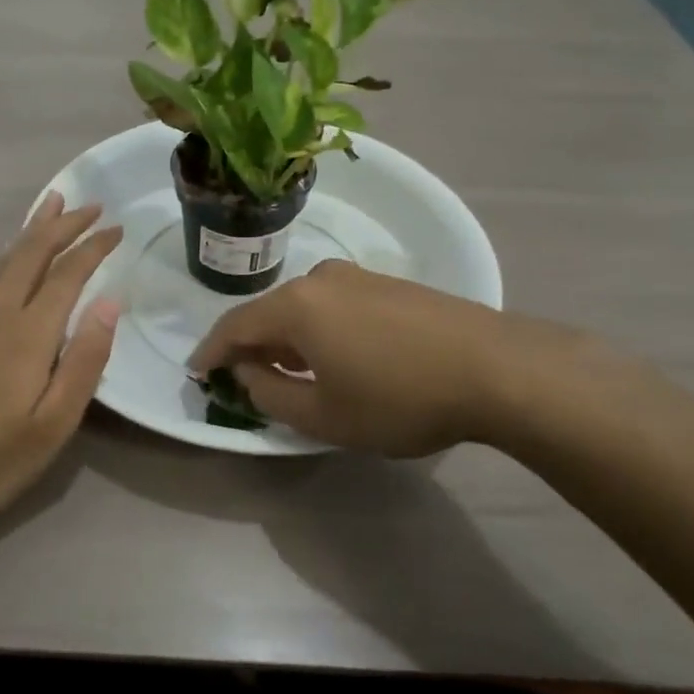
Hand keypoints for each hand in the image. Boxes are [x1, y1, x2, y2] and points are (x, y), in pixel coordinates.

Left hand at [0, 192, 121, 533]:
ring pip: (7, 259)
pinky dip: (13, 252)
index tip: (117, 228)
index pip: (67, 273)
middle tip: (93, 204)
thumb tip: (110, 301)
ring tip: (54, 205)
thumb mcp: (52, 425)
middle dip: (64, 224)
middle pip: (32, 252)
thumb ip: (85, 360)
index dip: (93, 247)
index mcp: (27, 333)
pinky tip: (16, 256)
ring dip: (35, 229)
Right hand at [188, 260, 635, 456]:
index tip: (197, 371)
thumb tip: (248, 374)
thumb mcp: (326, 415)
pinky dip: (318, 329)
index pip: (235, 326)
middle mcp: (320, 280)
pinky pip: (333, 305)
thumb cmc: (400, 397)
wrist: (495, 368)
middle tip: (245, 379)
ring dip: (287, 338)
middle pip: (268, 312)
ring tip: (291, 372)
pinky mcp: (388, 284)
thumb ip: (272, 395)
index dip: (212, 351)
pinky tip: (336, 356)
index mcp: (296, 307)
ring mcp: (358, 277)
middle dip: (252, 346)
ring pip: (303, 307)